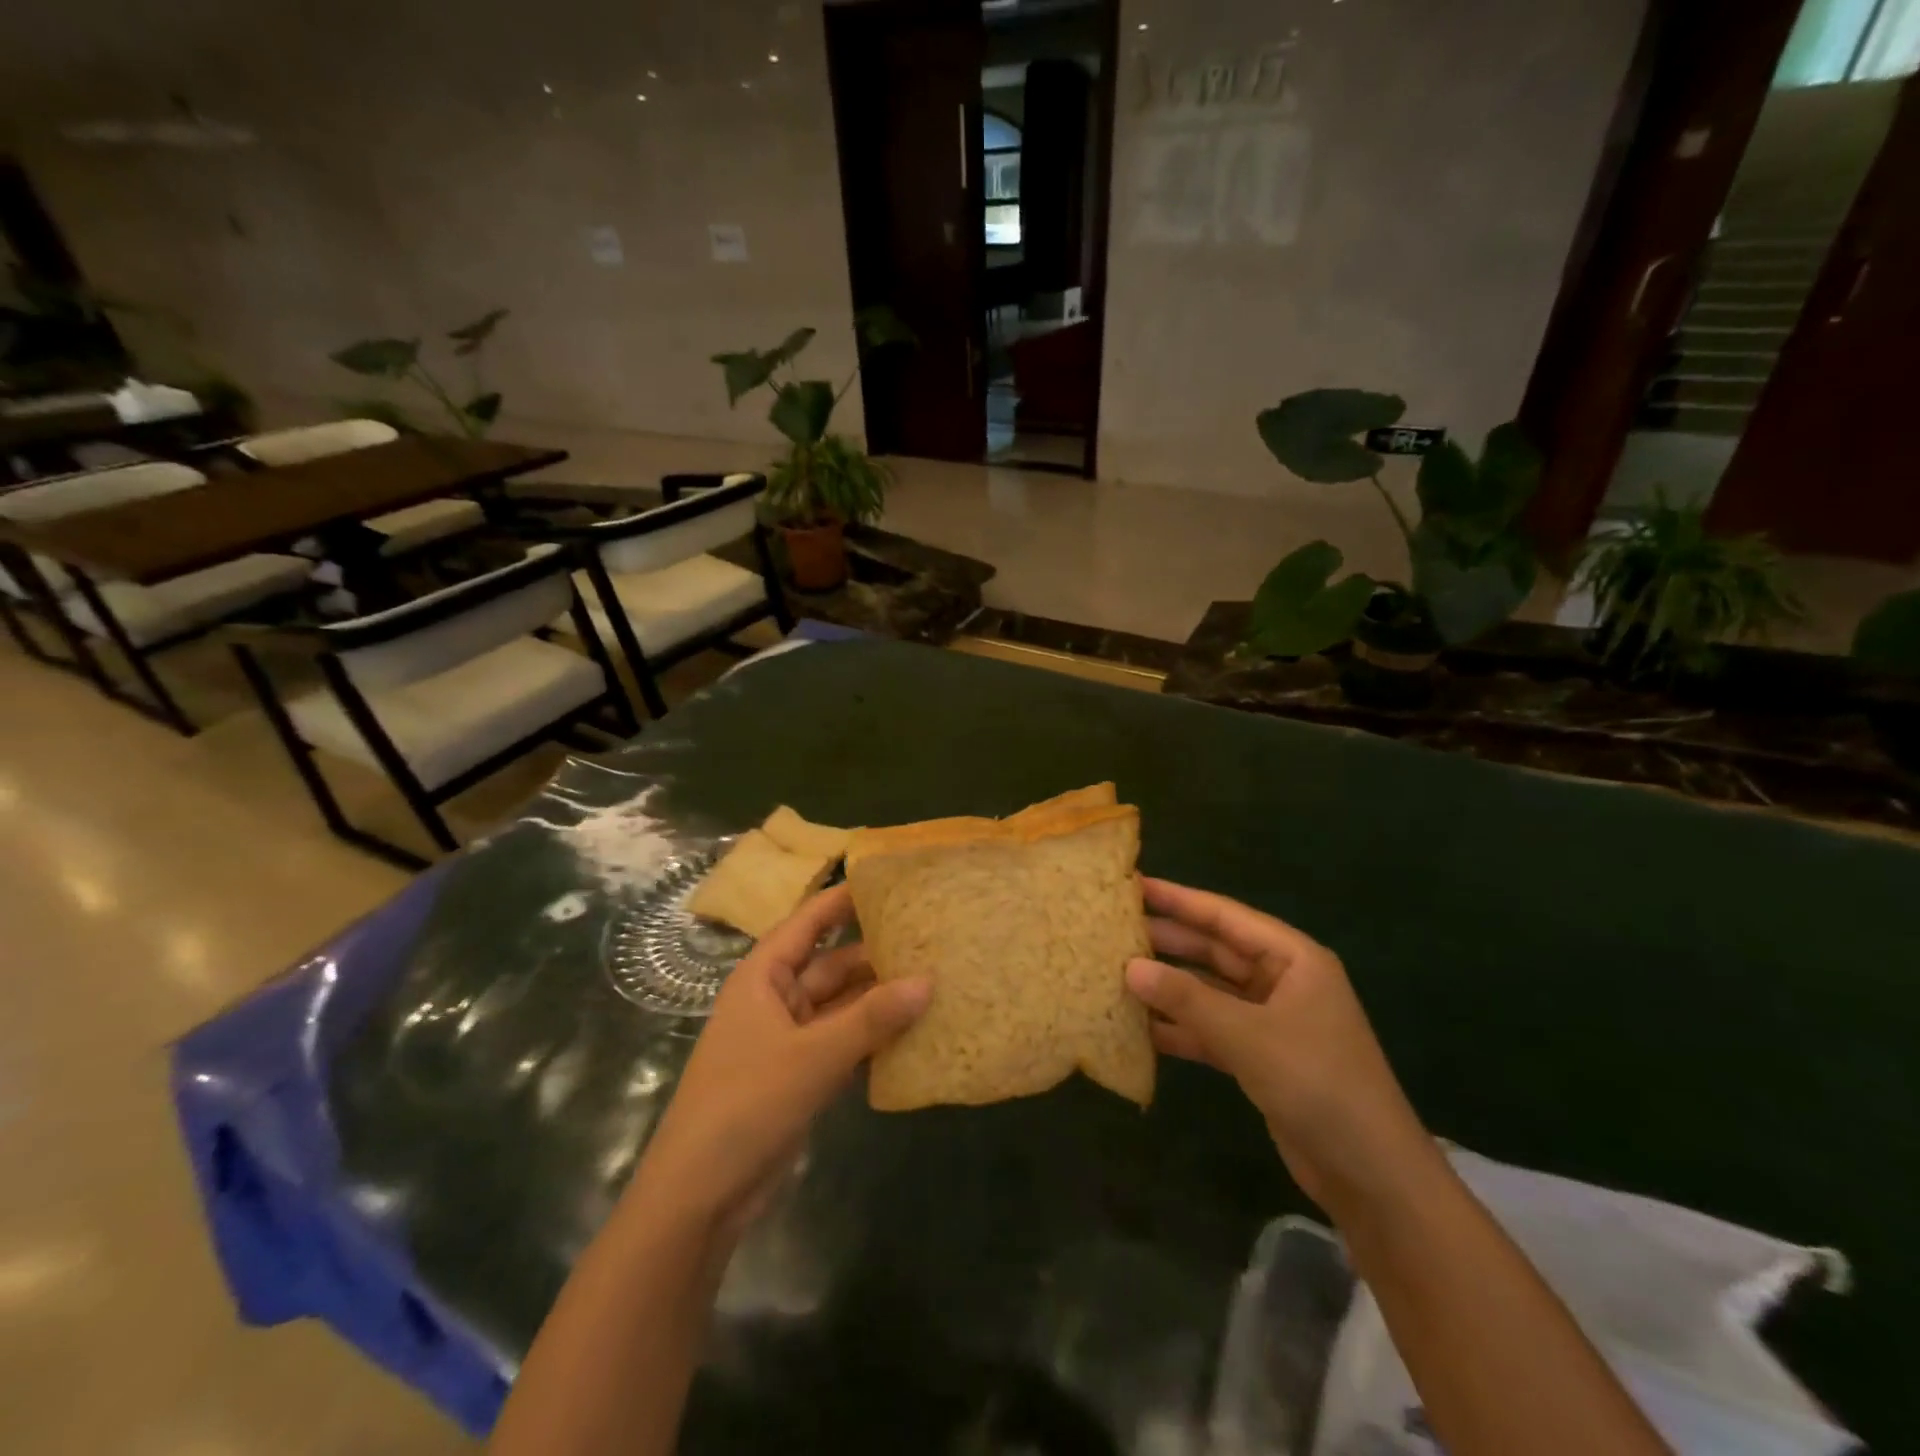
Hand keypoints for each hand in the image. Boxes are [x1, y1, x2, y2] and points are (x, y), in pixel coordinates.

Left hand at [627, 885, 930, 1241]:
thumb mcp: (814, 1055)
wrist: (700, 1196)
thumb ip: (872, 1017)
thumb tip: (928, 980)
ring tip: (934, 983)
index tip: (888, 881)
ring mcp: (788, 1039)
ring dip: (880, 1001)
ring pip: (842, 1006)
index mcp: (763, 977)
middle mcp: (776, 999)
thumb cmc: (747, 1104)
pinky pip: (843, 1042)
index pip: (808, 922)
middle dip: (876, 956)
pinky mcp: (799, 1076)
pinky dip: (873, 1039)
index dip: (843, 900)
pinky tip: (913, 1035)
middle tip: (931, 942)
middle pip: (832, 965)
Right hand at [1125, 877, 1438, 1218]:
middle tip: (1113, 930)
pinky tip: (1139, 1027)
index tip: (1133, 886)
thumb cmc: (1317, 1084)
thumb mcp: (1248, 1035)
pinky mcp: (1261, 1057)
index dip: (1178, 899)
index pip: (1225, 916)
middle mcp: (1282, 981)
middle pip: (1214, 951)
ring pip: (1210, 991)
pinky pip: (1212, 1029)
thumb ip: (1186, 999)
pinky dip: (1181, 1028)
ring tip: (1116, 973)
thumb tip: (1129, 967)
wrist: (1372, 1176)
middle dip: (1167, 942)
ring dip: (1169, 986)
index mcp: (1293, 958)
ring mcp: (1271, 1021)